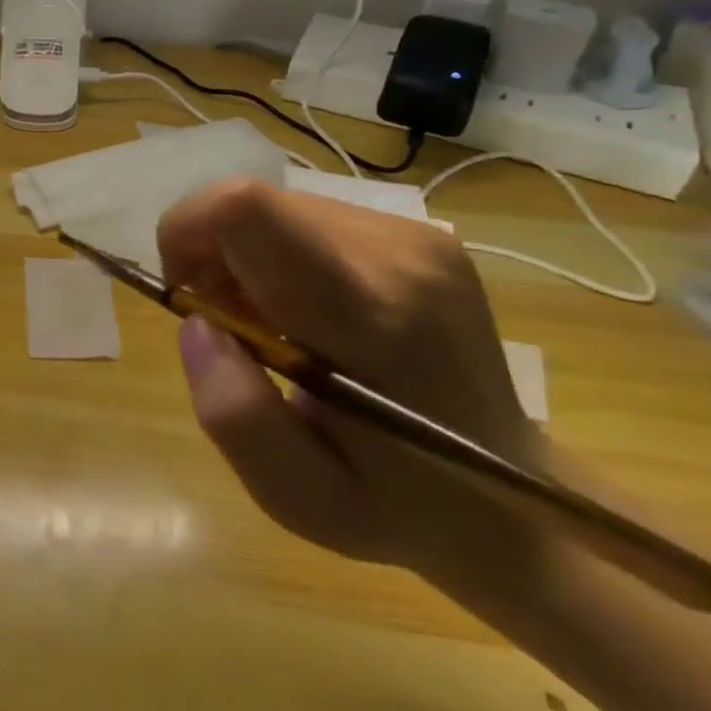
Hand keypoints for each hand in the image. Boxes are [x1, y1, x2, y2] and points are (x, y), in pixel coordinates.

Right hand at [158, 178, 541, 579]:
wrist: (524, 503)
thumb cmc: (399, 508)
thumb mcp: (299, 498)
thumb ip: (234, 413)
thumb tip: (197, 323)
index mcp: (366, 315)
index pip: (245, 210)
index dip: (186, 232)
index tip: (187, 295)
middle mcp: (396, 253)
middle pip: (250, 202)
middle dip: (211, 254)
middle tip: (231, 327)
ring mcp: (417, 236)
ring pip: (274, 207)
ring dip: (244, 257)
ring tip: (272, 327)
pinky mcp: (420, 234)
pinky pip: (307, 217)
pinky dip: (278, 255)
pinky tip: (305, 312)